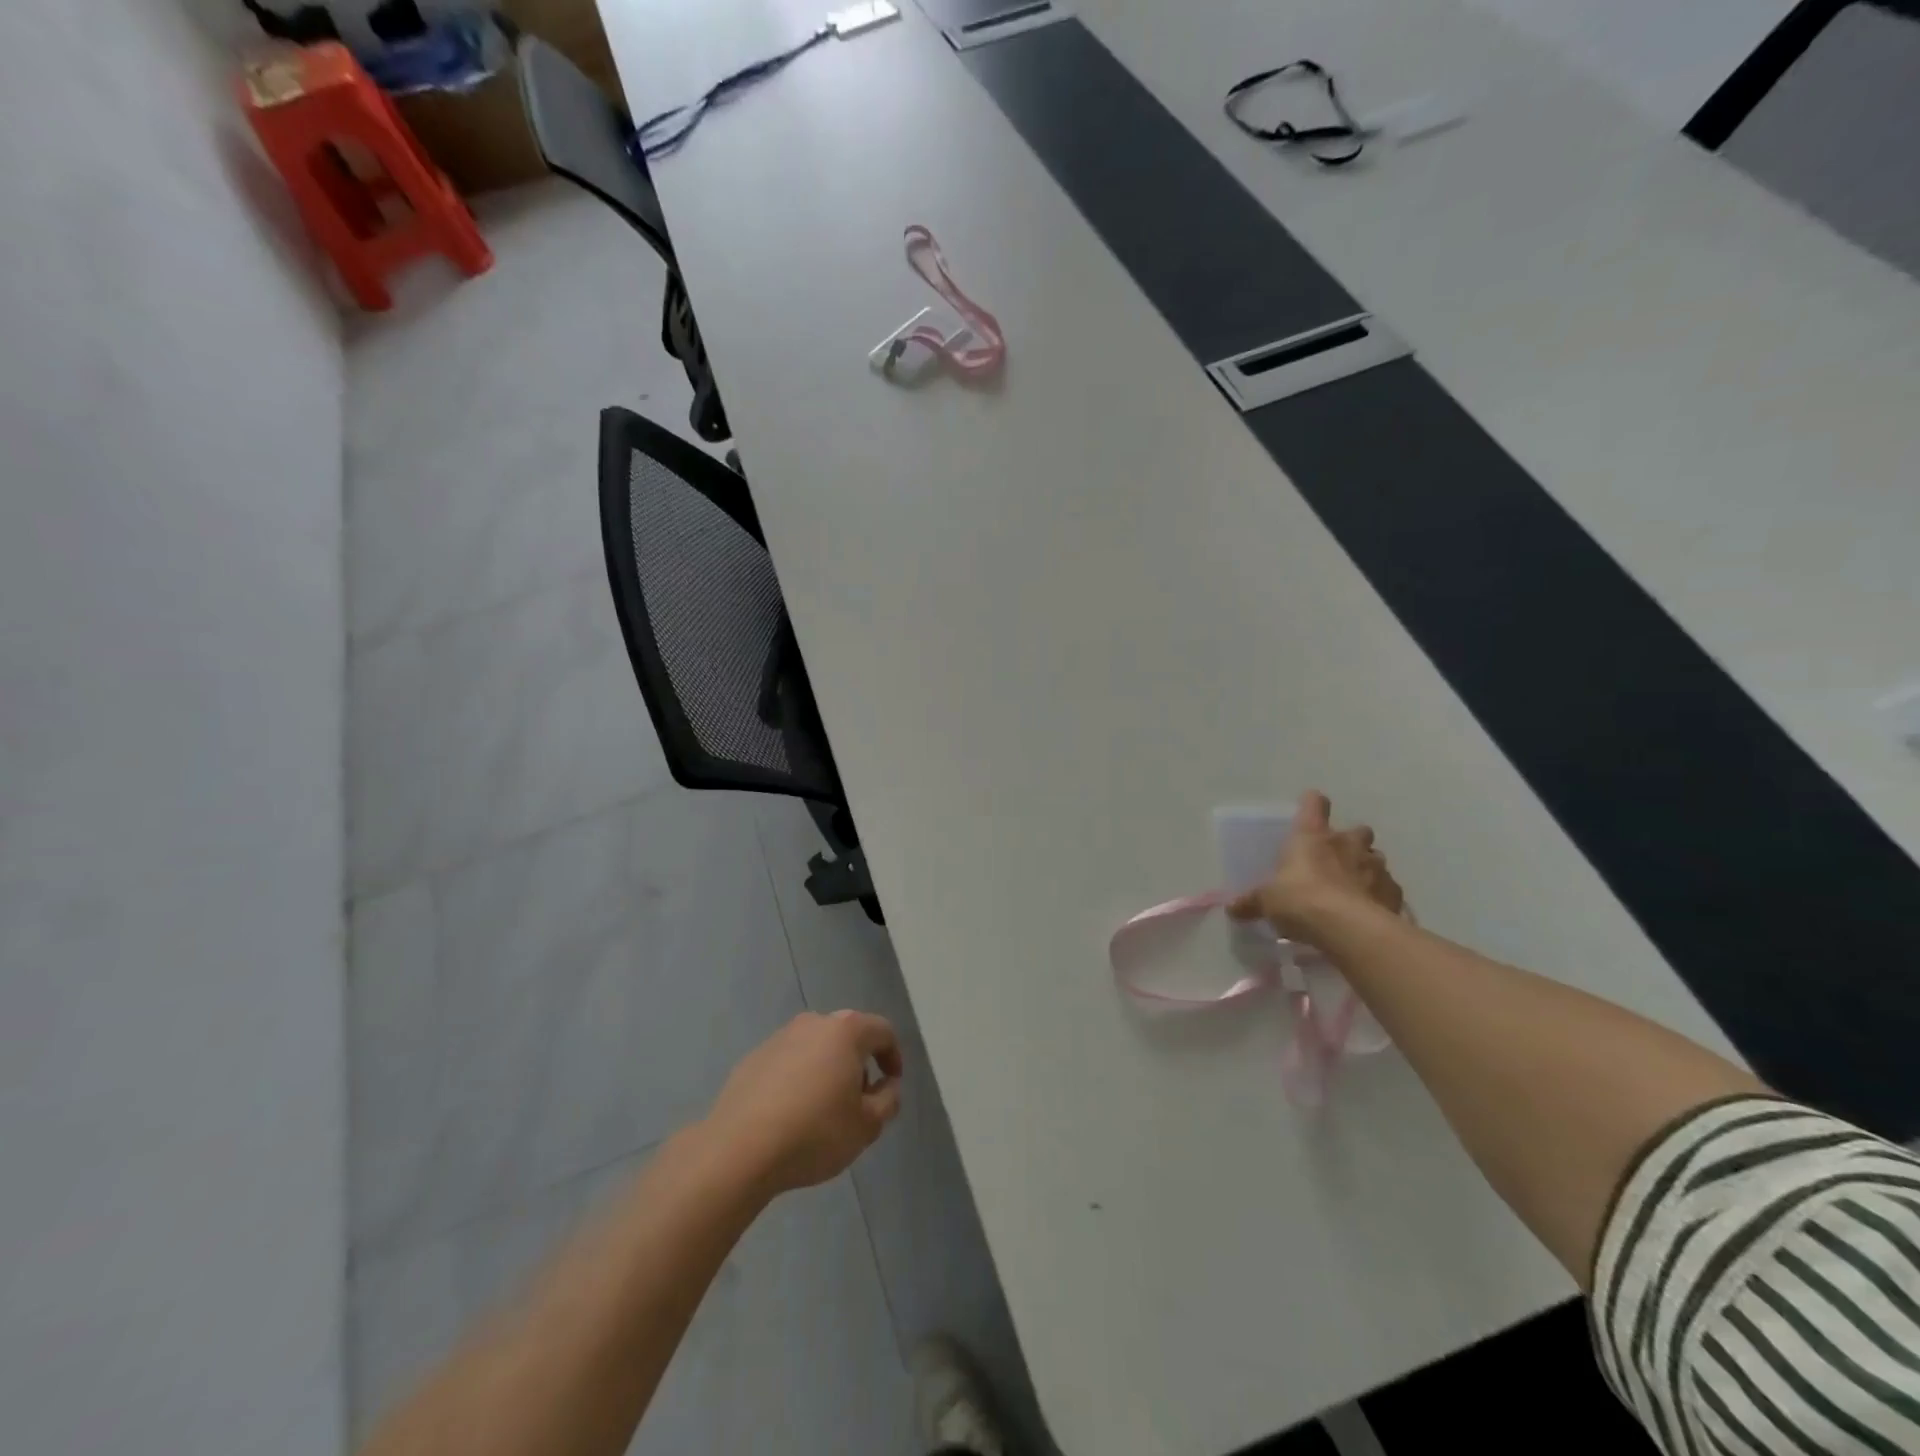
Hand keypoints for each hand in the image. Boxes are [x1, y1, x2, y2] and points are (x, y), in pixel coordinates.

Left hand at [704, 1011, 903, 1197]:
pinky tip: (791, 1114)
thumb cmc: (814, 1132)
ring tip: (823, 1110)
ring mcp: (779, 1038)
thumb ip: (888, 1100)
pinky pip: (788, 1062)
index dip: (893, 1057)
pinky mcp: (752, 1058)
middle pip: (848, 1035)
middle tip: (859, 1100)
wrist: (738, 1149)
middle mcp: (813, 1023)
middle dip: (859, 1063)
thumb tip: (887, 1085)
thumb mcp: (867, 1125)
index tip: (891, 1086)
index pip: (883, 1031)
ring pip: (816, 1047)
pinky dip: (798, 1079)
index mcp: (846, 1031)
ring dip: (827, 1070)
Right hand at [1227, 790, 1403, 941]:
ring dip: (1367, 869)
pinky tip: (1369, 912)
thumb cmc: (1300, 899)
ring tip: (1354, 889)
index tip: (1309, 809)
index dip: (1312, 805)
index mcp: (1312, 836)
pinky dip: (1380, 897)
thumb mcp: (1267, 901)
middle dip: (1351, 841)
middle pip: (1357, 830)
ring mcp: (1375, 867)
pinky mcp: (1394, 893)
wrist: (1348, 928)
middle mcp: (1347, 843)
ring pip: (1375, 859)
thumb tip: (1232, 908)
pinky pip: (1388, 889)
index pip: (1314, 805)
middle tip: (1337, 860)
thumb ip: (1252, 902)